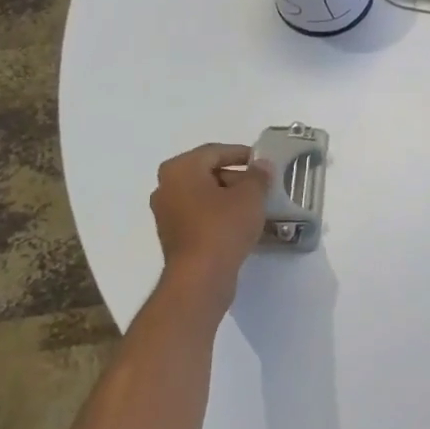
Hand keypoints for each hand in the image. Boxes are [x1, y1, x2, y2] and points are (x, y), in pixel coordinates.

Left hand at [149, 143, 271, 293]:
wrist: (200, 276)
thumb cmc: (223, 226)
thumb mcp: (251, 195)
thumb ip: (258, 175)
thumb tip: (261, 166)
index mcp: (180, 169)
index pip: (215, 152)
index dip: (241, 154)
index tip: (263, 161)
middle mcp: (166, 187)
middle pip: (206, 173)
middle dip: (236, 177)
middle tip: (262, 184)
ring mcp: (167, 213)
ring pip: (203, 195)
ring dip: (228, 197)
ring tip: (255, 205)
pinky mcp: (174, 236)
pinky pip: (200, 215)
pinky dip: (218, 214)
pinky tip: (241, 223)